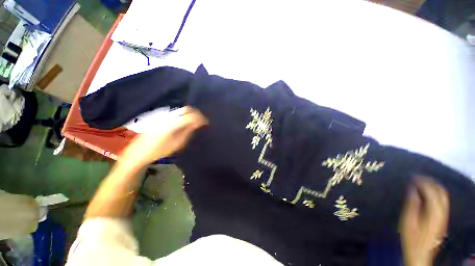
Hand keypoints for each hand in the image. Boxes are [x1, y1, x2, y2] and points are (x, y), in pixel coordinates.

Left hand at [119, 107, 207, 167]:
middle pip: (187, 109)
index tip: (207, 123)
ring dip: (191, 114)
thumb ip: (188, 132)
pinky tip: (187, 122)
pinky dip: (185, 115)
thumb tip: (198, 124)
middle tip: (202, 121)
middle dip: (197, 113)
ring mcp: (165, 116)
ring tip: (196, 122)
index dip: (201, 118)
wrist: (139, 152)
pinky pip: (177, 113)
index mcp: (174, 123)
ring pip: (182, 110)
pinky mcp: (162, 118)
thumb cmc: (159, 150)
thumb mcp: (177, 144)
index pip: (192, 115)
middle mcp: (169, 116)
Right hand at [400, 176, 448, 265]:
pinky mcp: (442, 219)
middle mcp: (442, 212)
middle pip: (441, 191)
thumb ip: (411, 204)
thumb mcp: (408, 221)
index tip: (411, 176)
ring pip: (443, 196)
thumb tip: (412, 189)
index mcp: (433, 212)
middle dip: (430, 181)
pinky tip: (427, 194)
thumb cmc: (411, 238)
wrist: (420, 254)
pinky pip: (442, 201)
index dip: (422, 181)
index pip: (431, 191)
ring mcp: (443, 215)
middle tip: (417, 177)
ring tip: (422, 182)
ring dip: (434, 186)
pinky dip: (435, 193)